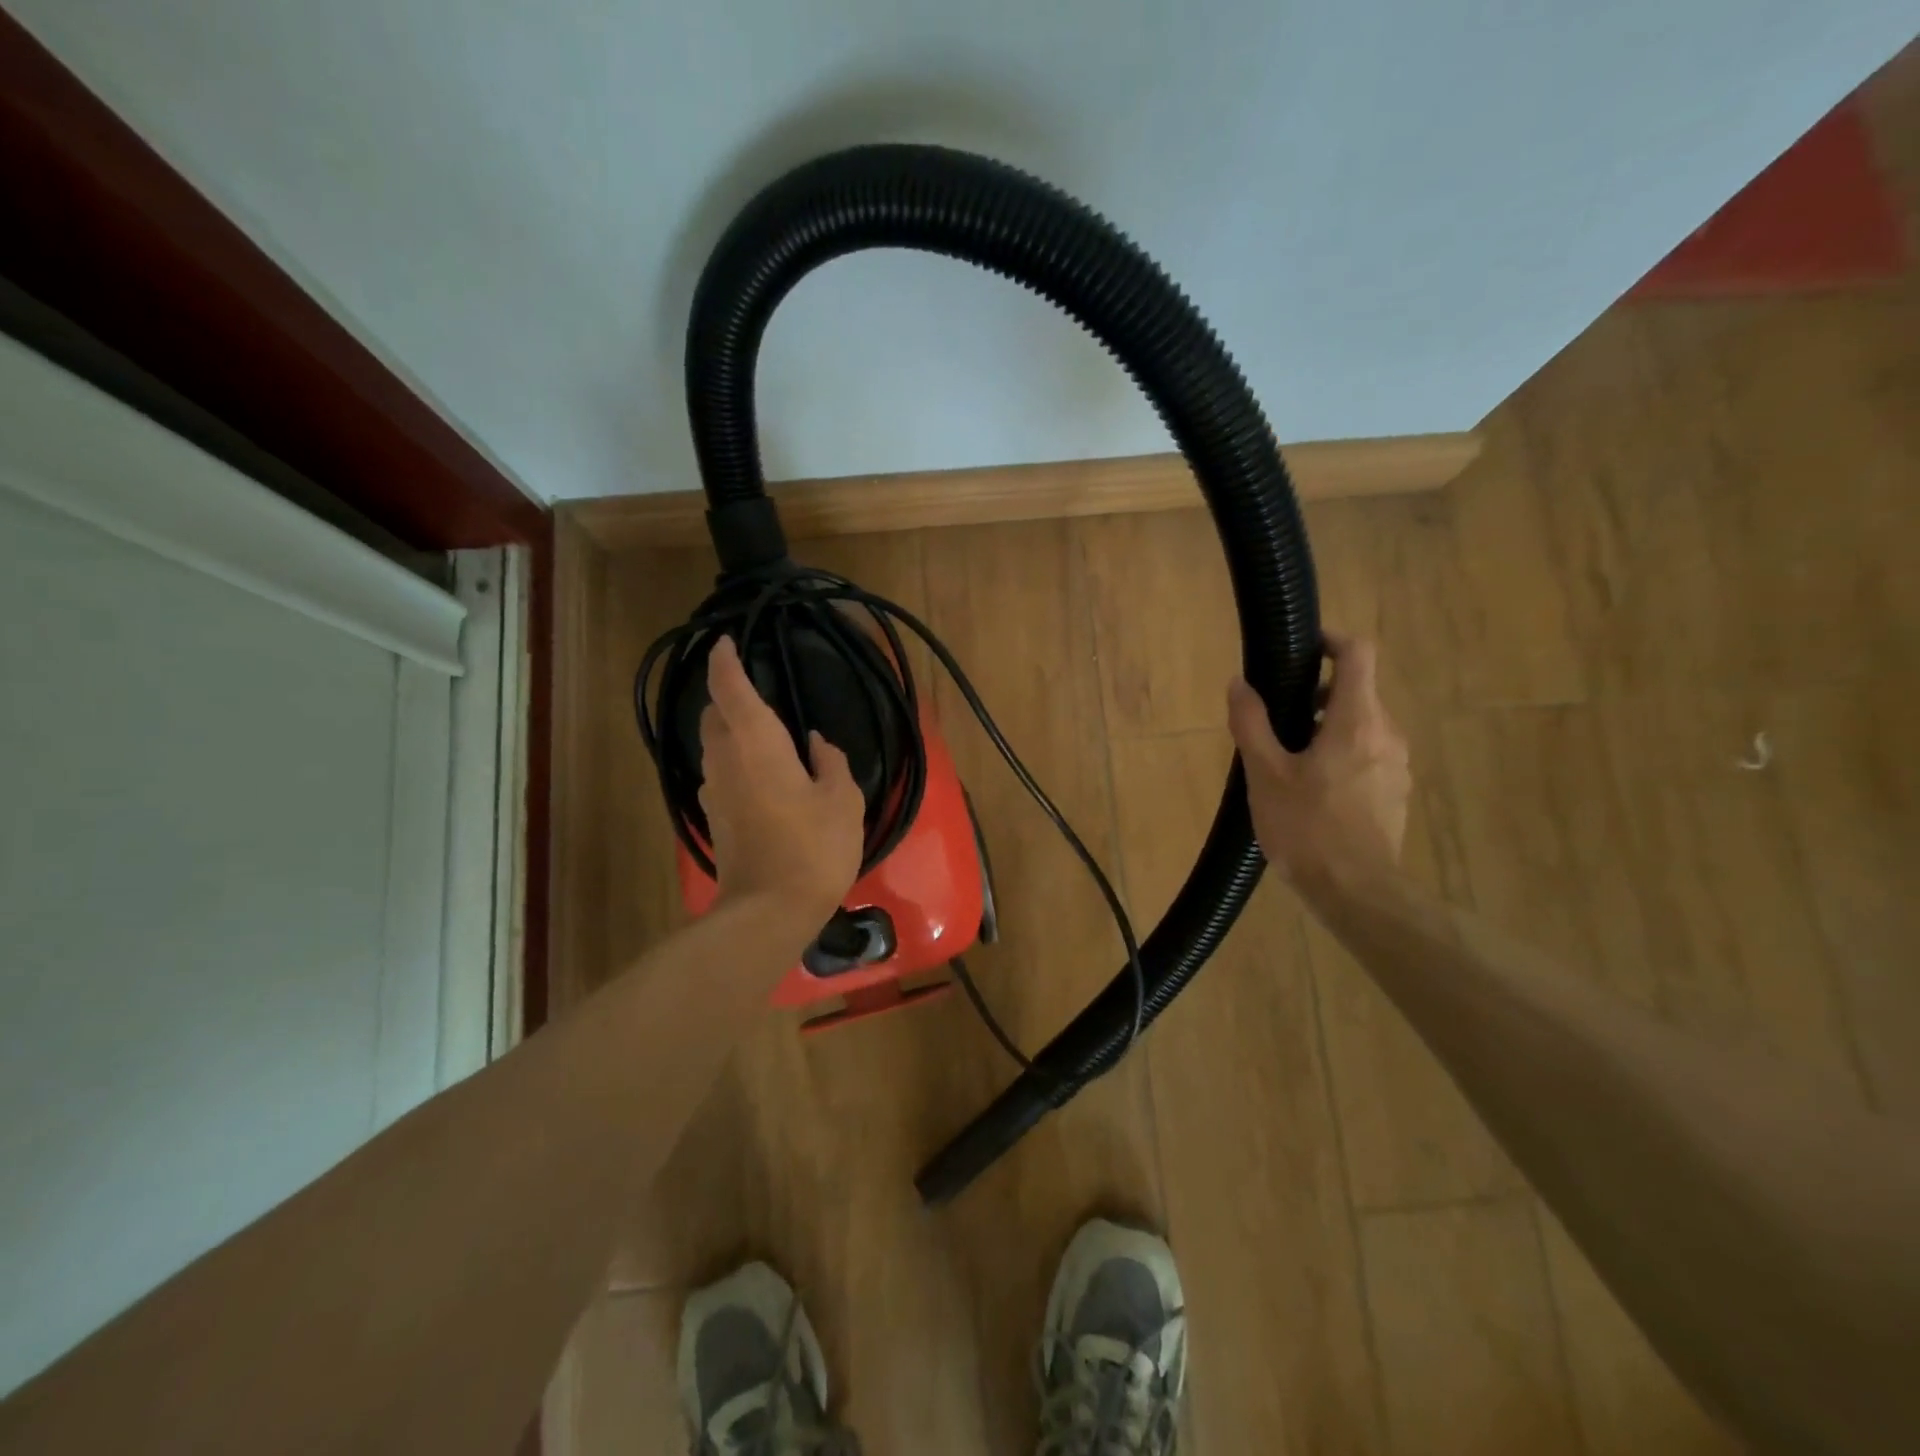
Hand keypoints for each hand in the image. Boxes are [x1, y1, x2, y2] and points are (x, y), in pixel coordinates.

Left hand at [698, 636, 865, 920]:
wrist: (769, 910)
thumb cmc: (813, 847)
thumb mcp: (842, 800)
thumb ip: (830, 762)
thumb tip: (816, 744)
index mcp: (756, 744)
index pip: (730, 688)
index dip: (724, 661)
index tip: (725, 641)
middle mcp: (726, 760)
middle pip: (715, 715)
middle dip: (728, 696)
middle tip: (758, 693)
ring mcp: (715, 791)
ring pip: (715, 745)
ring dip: (731, 731)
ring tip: (765, 734)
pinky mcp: (716, 818)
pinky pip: (722, 773)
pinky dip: (736, 761)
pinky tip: (764, 776)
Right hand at [1227, 633, 1410, 892]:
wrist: (1356, 892)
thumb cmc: (1307, 827)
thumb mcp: (1265, 774)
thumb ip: (1252, 723)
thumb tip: (1238, 684)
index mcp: (1357, 721)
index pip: (1358, 654)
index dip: (1332, 640)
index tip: (1303, 647)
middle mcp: (1387, 733)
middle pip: (1358, 691)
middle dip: (1318, 693)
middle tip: (1279, 719)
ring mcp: (1398, 765)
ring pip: (1363, 726)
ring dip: (1329, 727)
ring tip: (1290, 759)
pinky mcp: (1397, 792)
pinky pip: (1369, 755)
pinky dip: (1342, 754)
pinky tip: (1313, 790)